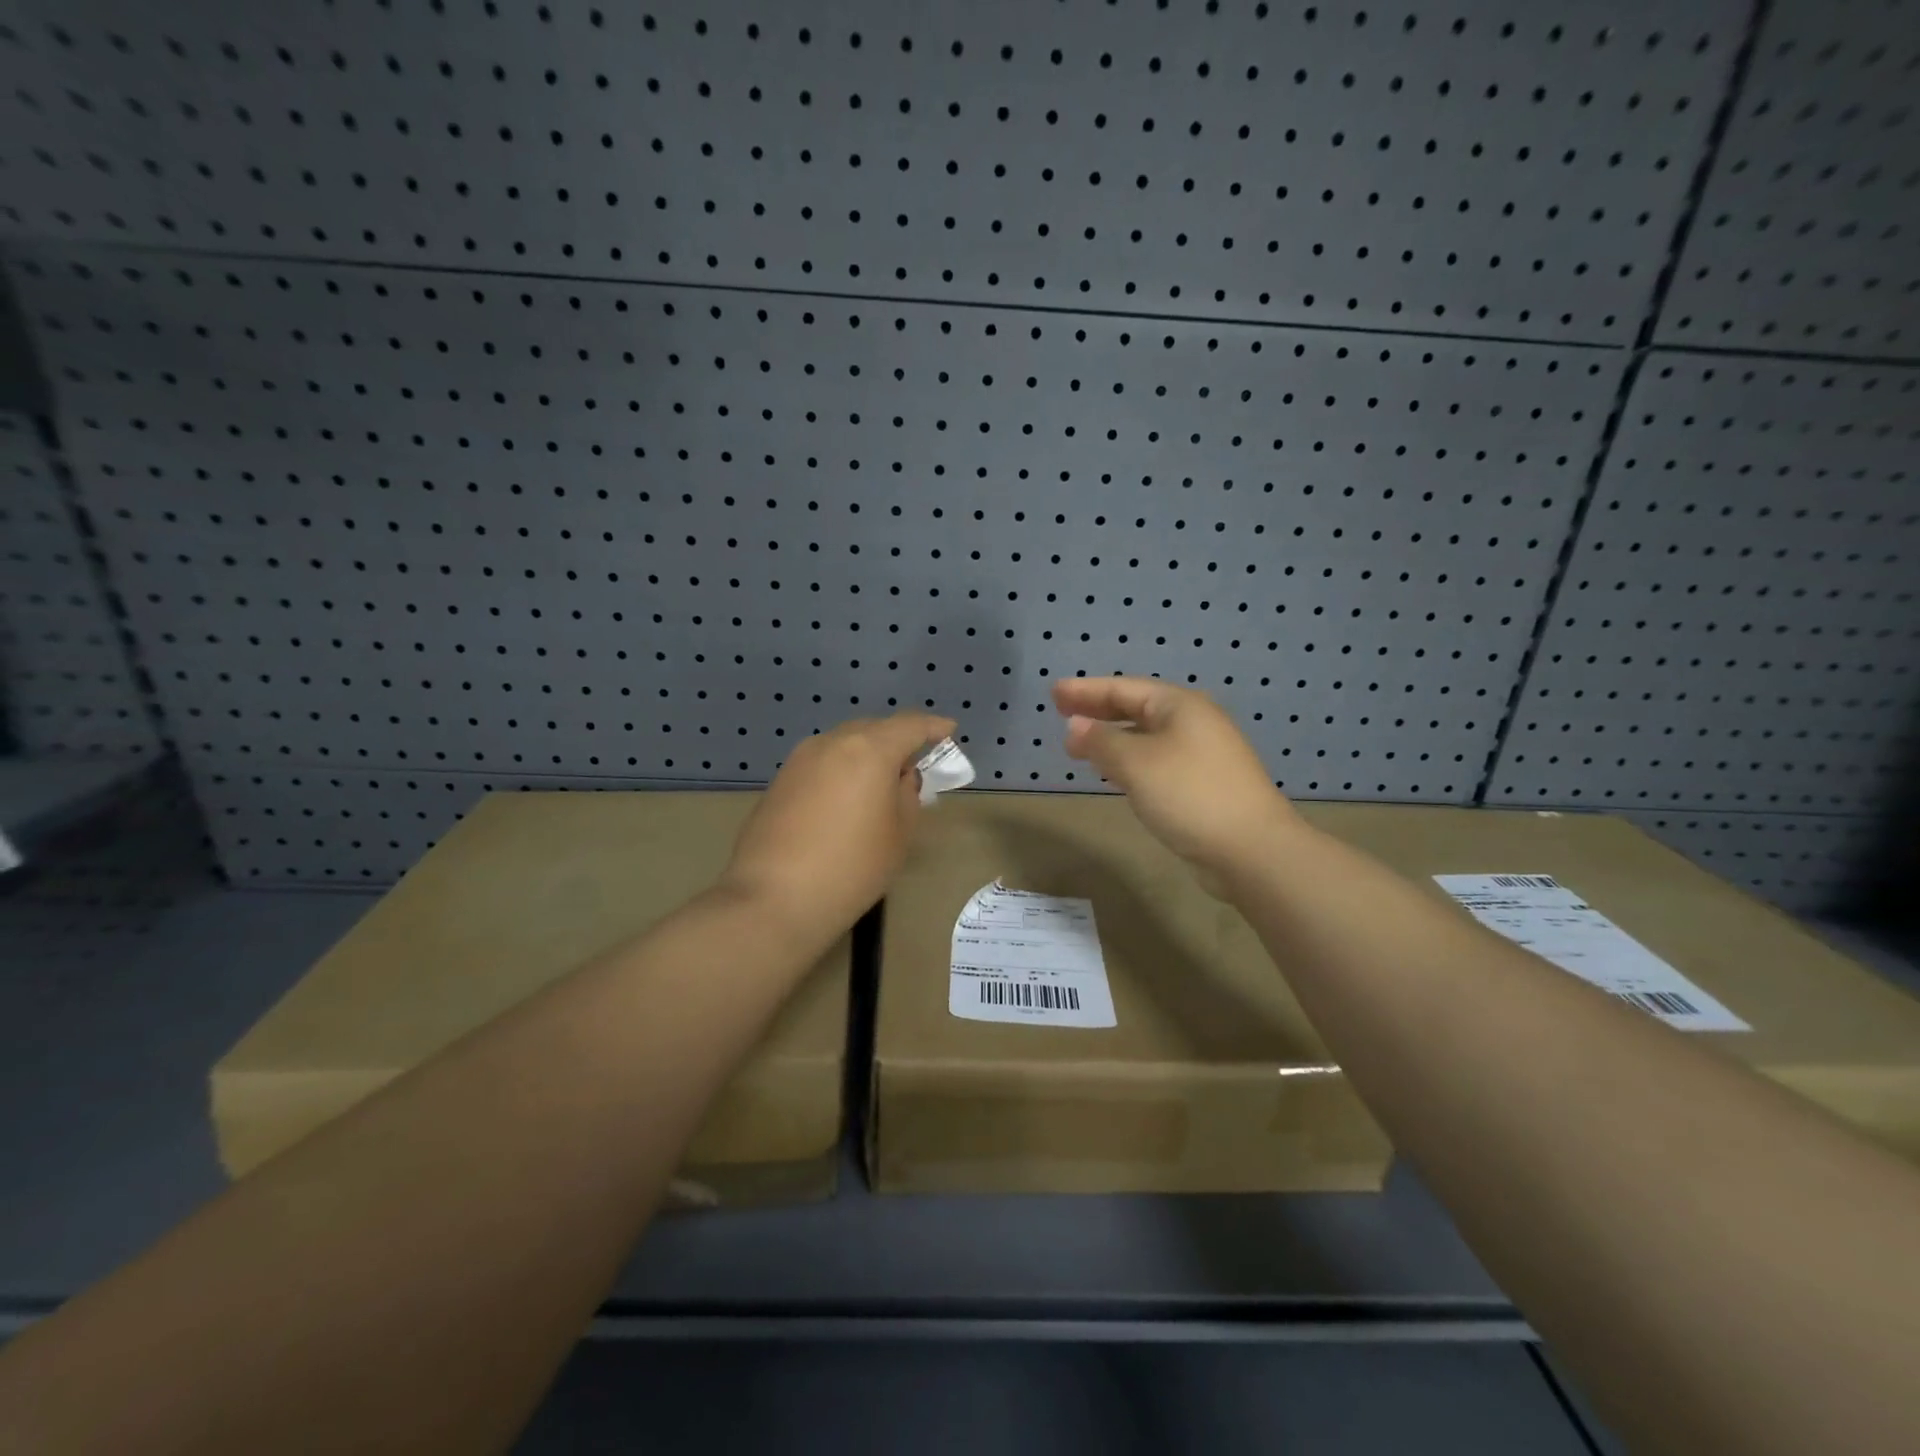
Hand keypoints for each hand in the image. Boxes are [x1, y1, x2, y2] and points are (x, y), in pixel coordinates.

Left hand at [722, 711, 955, 936]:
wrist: (773, 899)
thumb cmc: (851, 868)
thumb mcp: (898, 835)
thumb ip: (907, 795)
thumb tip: (900, 776)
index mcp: (869, 749)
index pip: (909, 725)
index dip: (933, 726)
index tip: (949, 730)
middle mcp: (832, 742)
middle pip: (873, 728)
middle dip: (897, 740)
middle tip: (914, 764)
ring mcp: (800, 759)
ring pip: (844, 744)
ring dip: (866, 754)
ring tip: (880, 783)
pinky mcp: (780, 780)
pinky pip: (822, 763)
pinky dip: (842, 770)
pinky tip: (846, 798)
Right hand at [1054, 678, 1295, 878]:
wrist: (1251, 850)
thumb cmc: (1189, 794)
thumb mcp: (1136, 763)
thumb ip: (1101, 741)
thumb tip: (1074, 726)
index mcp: (1180, 706)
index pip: (1123, 688)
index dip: (1086, 690)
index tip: (1054, 692)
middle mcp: (1193, 722)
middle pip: (1136, 708)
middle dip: (1098, 710)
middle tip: (1061, 712)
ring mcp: (1202, 754)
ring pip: (1146, 736)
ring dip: (1112, 737)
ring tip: (1080, 744)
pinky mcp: (1203, 784)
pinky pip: (1156, 760)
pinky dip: (1129, 760)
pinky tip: (1114, 773)